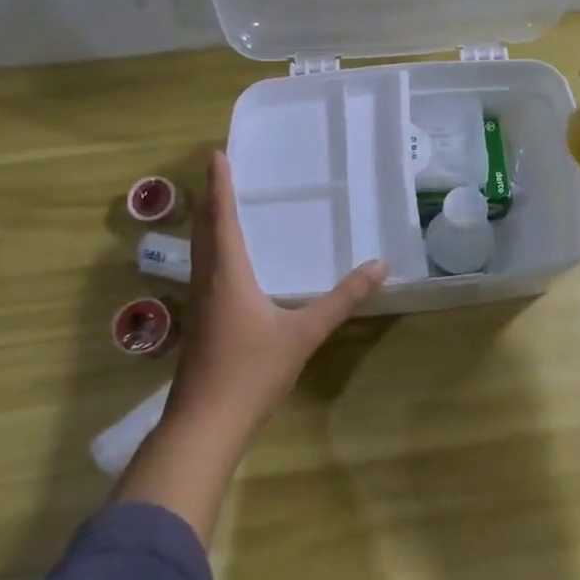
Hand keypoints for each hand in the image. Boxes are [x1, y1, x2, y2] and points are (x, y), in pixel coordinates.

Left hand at [164, 150, 387, 445]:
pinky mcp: (200, 323)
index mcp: (228, 274)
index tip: (217, 154)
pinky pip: (204, 270)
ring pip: (201, 251)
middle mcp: (208, 281)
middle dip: (212, 198)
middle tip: (218, 170)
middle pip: (205, 230)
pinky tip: (225, 261)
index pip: (222, 218)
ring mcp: (199, 304)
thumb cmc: (252, 372)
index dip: (220, 186)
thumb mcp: (304, 333)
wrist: (205, 425)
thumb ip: (342, 299)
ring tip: (220, 205)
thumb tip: (380, 266)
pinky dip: (212, 249)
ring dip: (208, 223)